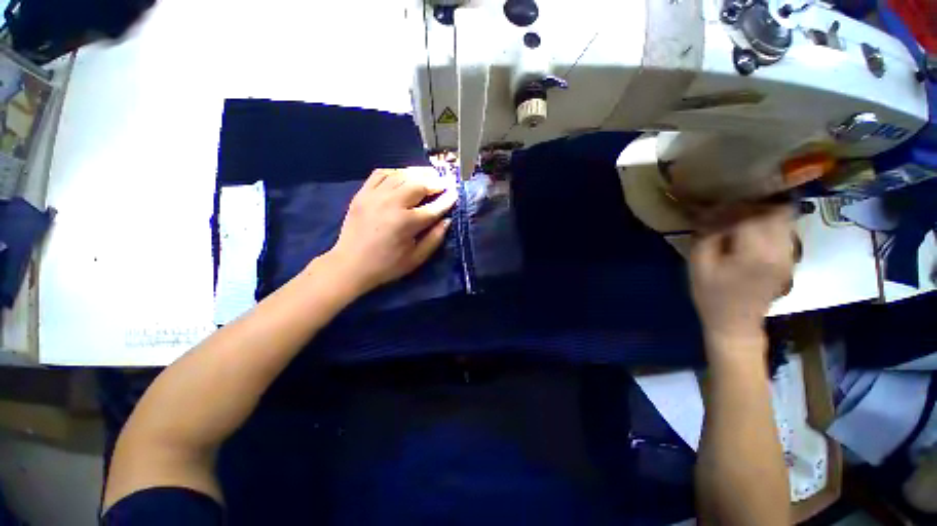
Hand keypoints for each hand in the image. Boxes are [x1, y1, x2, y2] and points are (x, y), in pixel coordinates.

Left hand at [325, 167, 456, 293]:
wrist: (350, 265)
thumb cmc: (387, 265)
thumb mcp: (416, 258)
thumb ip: (434, 239)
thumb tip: (447, 220)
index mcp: (407, 223)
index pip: (434, 207)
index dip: (447, 199)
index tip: (455, 192)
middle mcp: (392, 204)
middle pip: (419, 184)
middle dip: (435, 182)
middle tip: (444, 183)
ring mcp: (375, 196)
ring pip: (401, 175)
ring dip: (418, 174)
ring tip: (428, 176)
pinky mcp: (362, 193)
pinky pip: (381, 173)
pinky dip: (395, 172)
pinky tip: (403, 177)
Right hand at [689, 205, 794, 343]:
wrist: (735, 323)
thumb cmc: (711, 295)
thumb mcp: (699, 265)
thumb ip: (707, 236)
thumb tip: (711, 211)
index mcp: (755, 253)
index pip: (751, 215)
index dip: (732, 207)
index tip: (714, 207)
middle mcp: (780, 251)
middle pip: (776, 212)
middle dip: (753, 206)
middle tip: (730, 209)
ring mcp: (788, 256)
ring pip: (785, 219)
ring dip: (763, 213)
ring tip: (741, 218)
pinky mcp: (789, 260)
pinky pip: (785, 231)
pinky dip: (770, 224)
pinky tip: (751, 231)